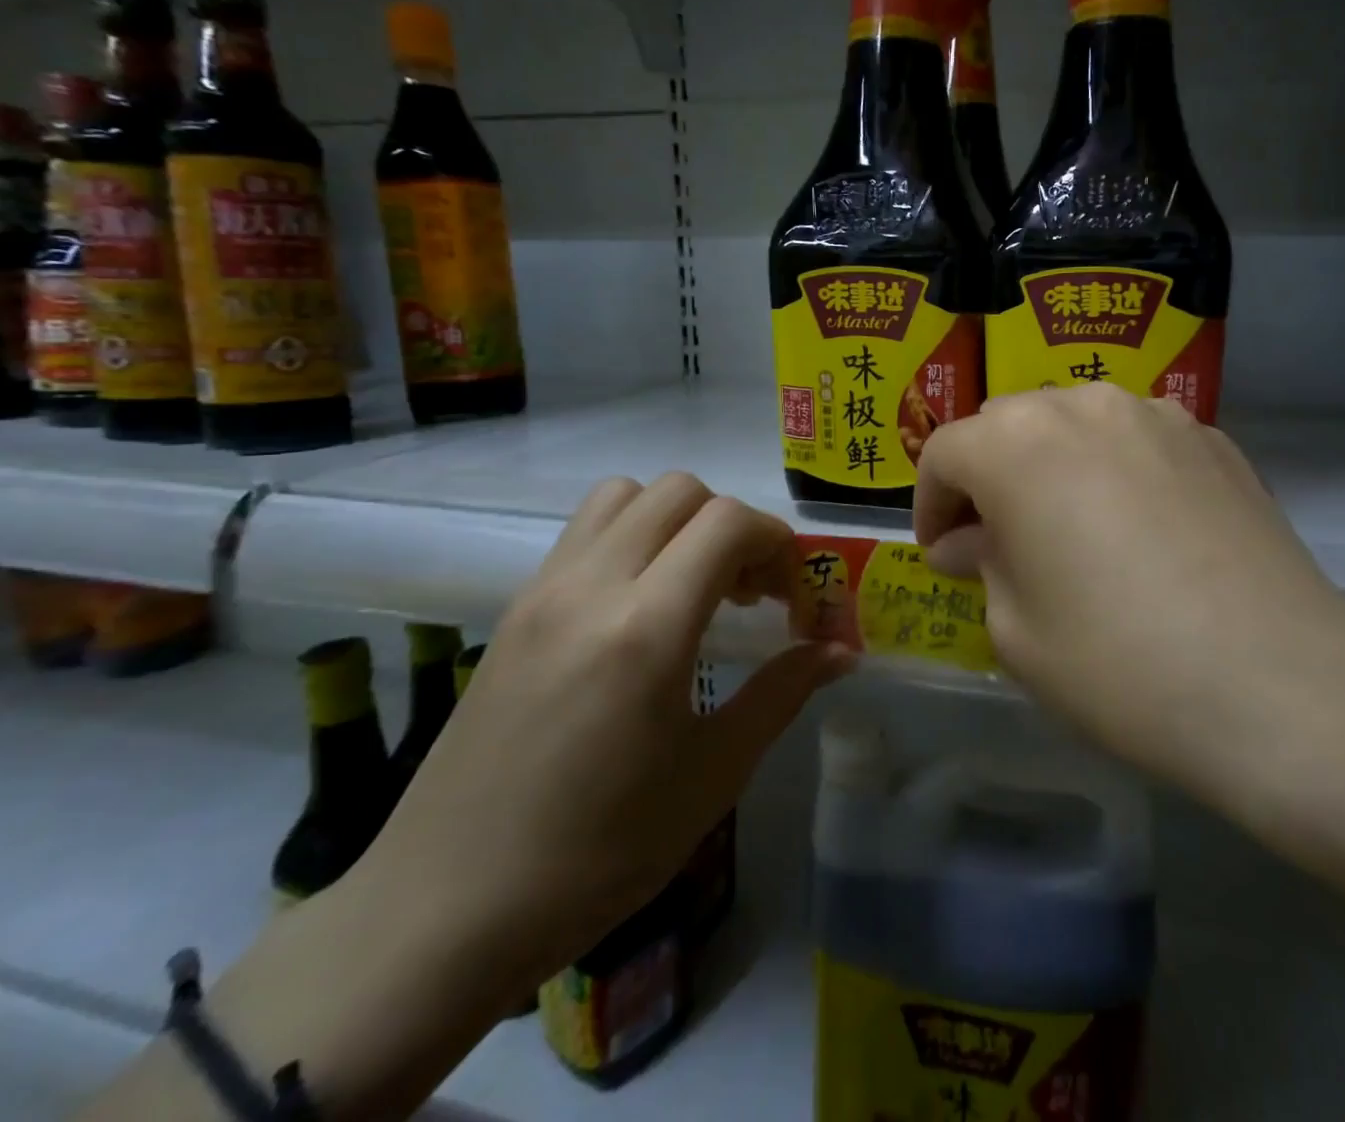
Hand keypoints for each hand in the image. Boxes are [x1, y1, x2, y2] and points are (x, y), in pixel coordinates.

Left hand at [354, 474, 852, 994]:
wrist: (443, 913)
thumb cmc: (597, 853)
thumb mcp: (712, 775)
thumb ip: (783, 693)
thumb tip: (842, 652)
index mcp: (647, 628)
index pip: (728, 522)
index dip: (777, 543)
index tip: (792, 597)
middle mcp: (592, 587)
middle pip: (680, 491)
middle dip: (733, 526)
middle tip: (749, 593)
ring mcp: (544, 591)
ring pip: (626, 495)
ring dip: (677, 520)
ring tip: (693, 587)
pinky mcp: (515, 609)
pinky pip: (585, 531)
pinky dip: (632, 537)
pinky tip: (640, 609)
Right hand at [913, 385, 1344, 813]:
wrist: (1277, 683)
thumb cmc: (1117, 662)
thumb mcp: (1016, 629)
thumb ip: (982, 565)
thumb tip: (971, 542)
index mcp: (1017, 443)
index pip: (945, 453)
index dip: (930, 503)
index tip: (940, 553)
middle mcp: (1083, 406)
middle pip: (1008, 424)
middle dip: (988, 477)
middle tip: (997, 541)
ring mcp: (1157, 415)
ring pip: (1075, 423)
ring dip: (1052, 465)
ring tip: (1069, 528)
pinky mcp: (1214, 439)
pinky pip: (1138, 440)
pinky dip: (1116, 469)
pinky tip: (1139, 528)